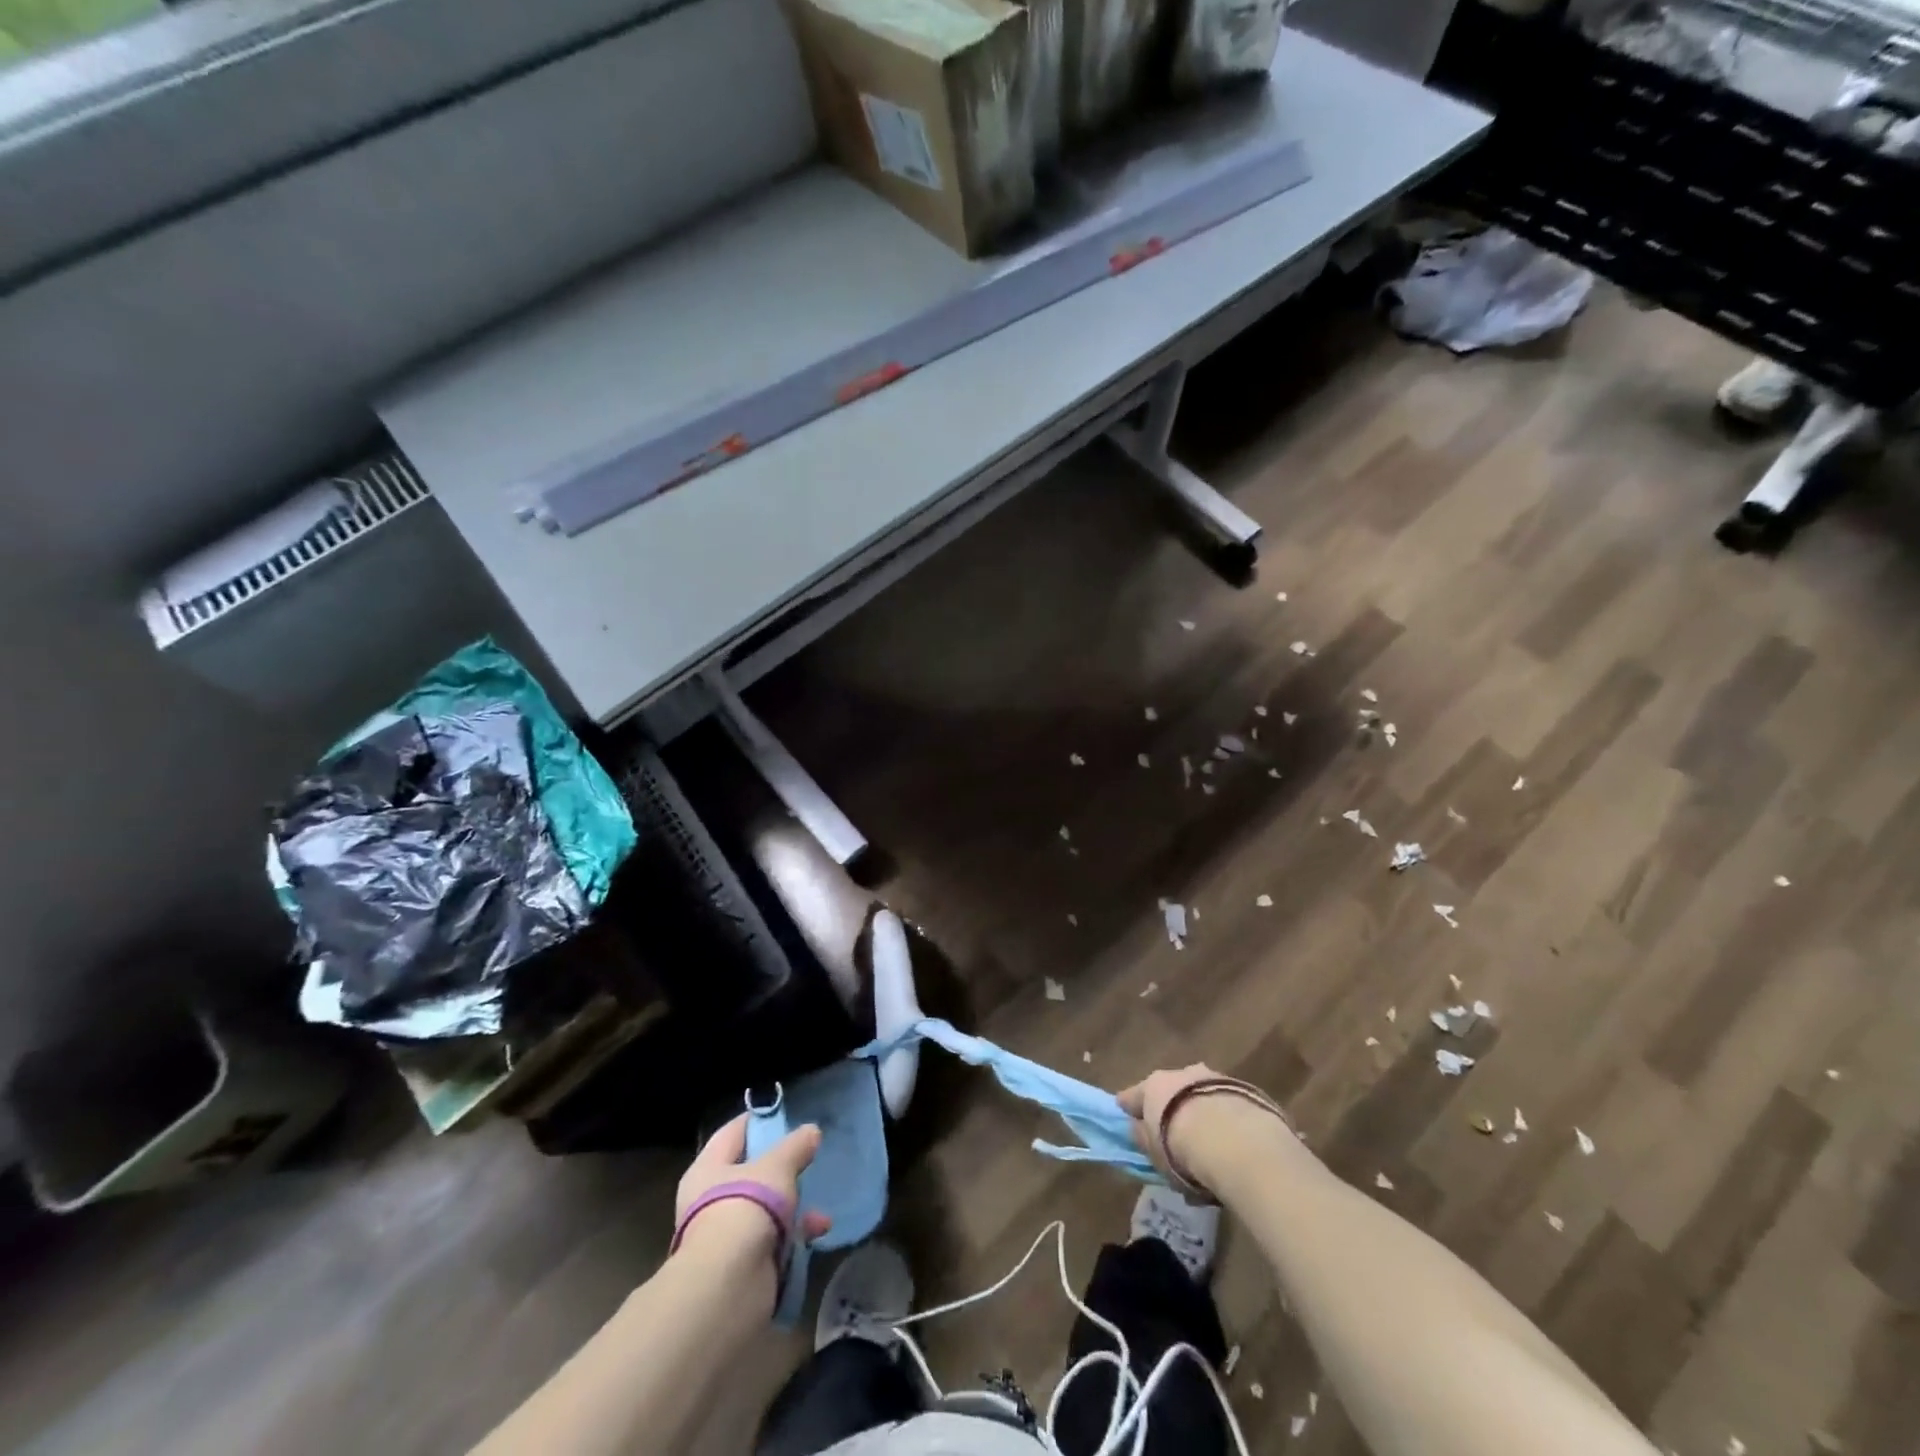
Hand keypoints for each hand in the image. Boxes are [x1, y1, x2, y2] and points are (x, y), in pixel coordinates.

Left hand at [674, 1115, 832, 1267]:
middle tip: (806, 1161)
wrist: (730, 1282)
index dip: (757, 1122)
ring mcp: (724, 1234)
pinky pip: (771, 1240)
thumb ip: (795, 1146)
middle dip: (780, 1171)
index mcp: (707, 1169)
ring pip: (763, 1210)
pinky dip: (793, 1236)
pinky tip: (817, 1232)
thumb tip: (811, 1131)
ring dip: (792, 1208)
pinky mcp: (740, 1264)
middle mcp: (709, 1200)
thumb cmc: (746, 1205)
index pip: (732, 1133)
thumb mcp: (778, 1166)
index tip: (784, 1116)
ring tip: (820, 1209)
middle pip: (748, 1174)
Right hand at [1117, 1063, 1298, 1197]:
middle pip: (1170, 1092)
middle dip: (1171, 1110)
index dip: (1129, 1109)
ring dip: (1201, 1113)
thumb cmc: (1181, 1148)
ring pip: (1200, 1096)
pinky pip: (1226, 1106)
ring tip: (1209, 1147)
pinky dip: (1225, 1120)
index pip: (1132, 1096)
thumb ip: (1143, 1138)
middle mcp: (1182, 1073)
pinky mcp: (1245, 1090)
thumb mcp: (1154, 1153)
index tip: (1126, 1118)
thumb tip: (1137, 1129)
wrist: (1236, 1142)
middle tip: (1175, 1137)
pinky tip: (1232, 1145)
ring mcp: (1214, 1078)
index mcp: (1153, 1085)